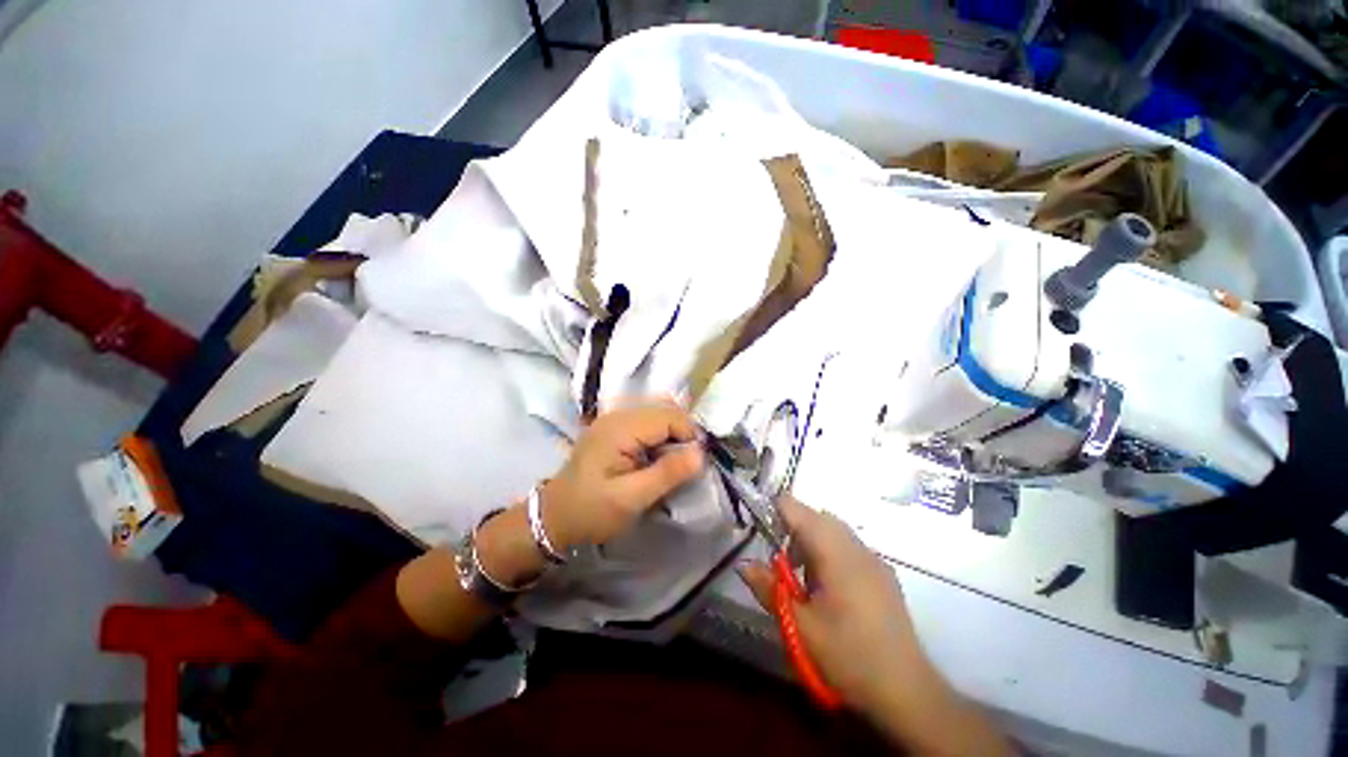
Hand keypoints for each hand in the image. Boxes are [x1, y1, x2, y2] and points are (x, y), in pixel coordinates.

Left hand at [539, 400, 704, 551]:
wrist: (554, 516)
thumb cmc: (592, 511)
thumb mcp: (631, 499)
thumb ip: (667, 473)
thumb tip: (701, 453)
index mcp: (620, 428)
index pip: (669, 416)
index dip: (688, 435)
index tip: (694, 464)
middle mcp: (617, 414)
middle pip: (665, 409)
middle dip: (682, 434)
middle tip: (684, 465)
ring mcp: (614, 418)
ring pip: (658, 413)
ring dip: (672, 434)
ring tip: (672, 462)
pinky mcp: (614, 427)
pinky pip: (647, 421)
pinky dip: (660, 435)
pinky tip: (657, 456)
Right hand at [740, 496, 931, 713]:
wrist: (907, 692)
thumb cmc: (848, 656)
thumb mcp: (799, 626)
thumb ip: (769, 589)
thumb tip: (743, 564)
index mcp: (835, 552)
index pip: (797, 508)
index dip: (774, 510)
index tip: (759, 527)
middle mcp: (856, 547)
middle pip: (817, 517)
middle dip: (793, 529)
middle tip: (780, 562)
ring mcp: (874, 560)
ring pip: (835, 531)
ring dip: (812, 541)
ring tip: (801, 579)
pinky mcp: (884, 575)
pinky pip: (850, 547)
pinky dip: (830, 553)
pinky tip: (828, 589)